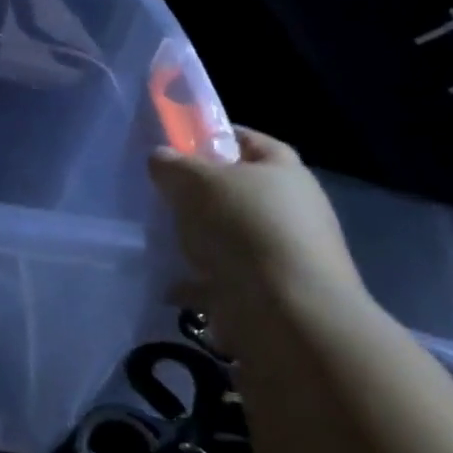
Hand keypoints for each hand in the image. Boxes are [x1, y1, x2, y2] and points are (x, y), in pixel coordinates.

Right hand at [148, 126, 366, 355]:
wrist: (288, 315)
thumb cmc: (245, 229)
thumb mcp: (196, 182)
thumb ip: (173, 165)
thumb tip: (161, 158)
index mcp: (284, 172)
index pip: (249, 140)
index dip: (215, 137)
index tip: (177, 144)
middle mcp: (291, 210)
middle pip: (238, 191)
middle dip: (201, 194)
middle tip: (163, 195)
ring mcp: (284, 255)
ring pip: (231, 237)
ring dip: (200, 240)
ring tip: (163, 241)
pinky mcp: (272, 294)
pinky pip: (226, 280)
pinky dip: (199, 284)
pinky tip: (172, 287)